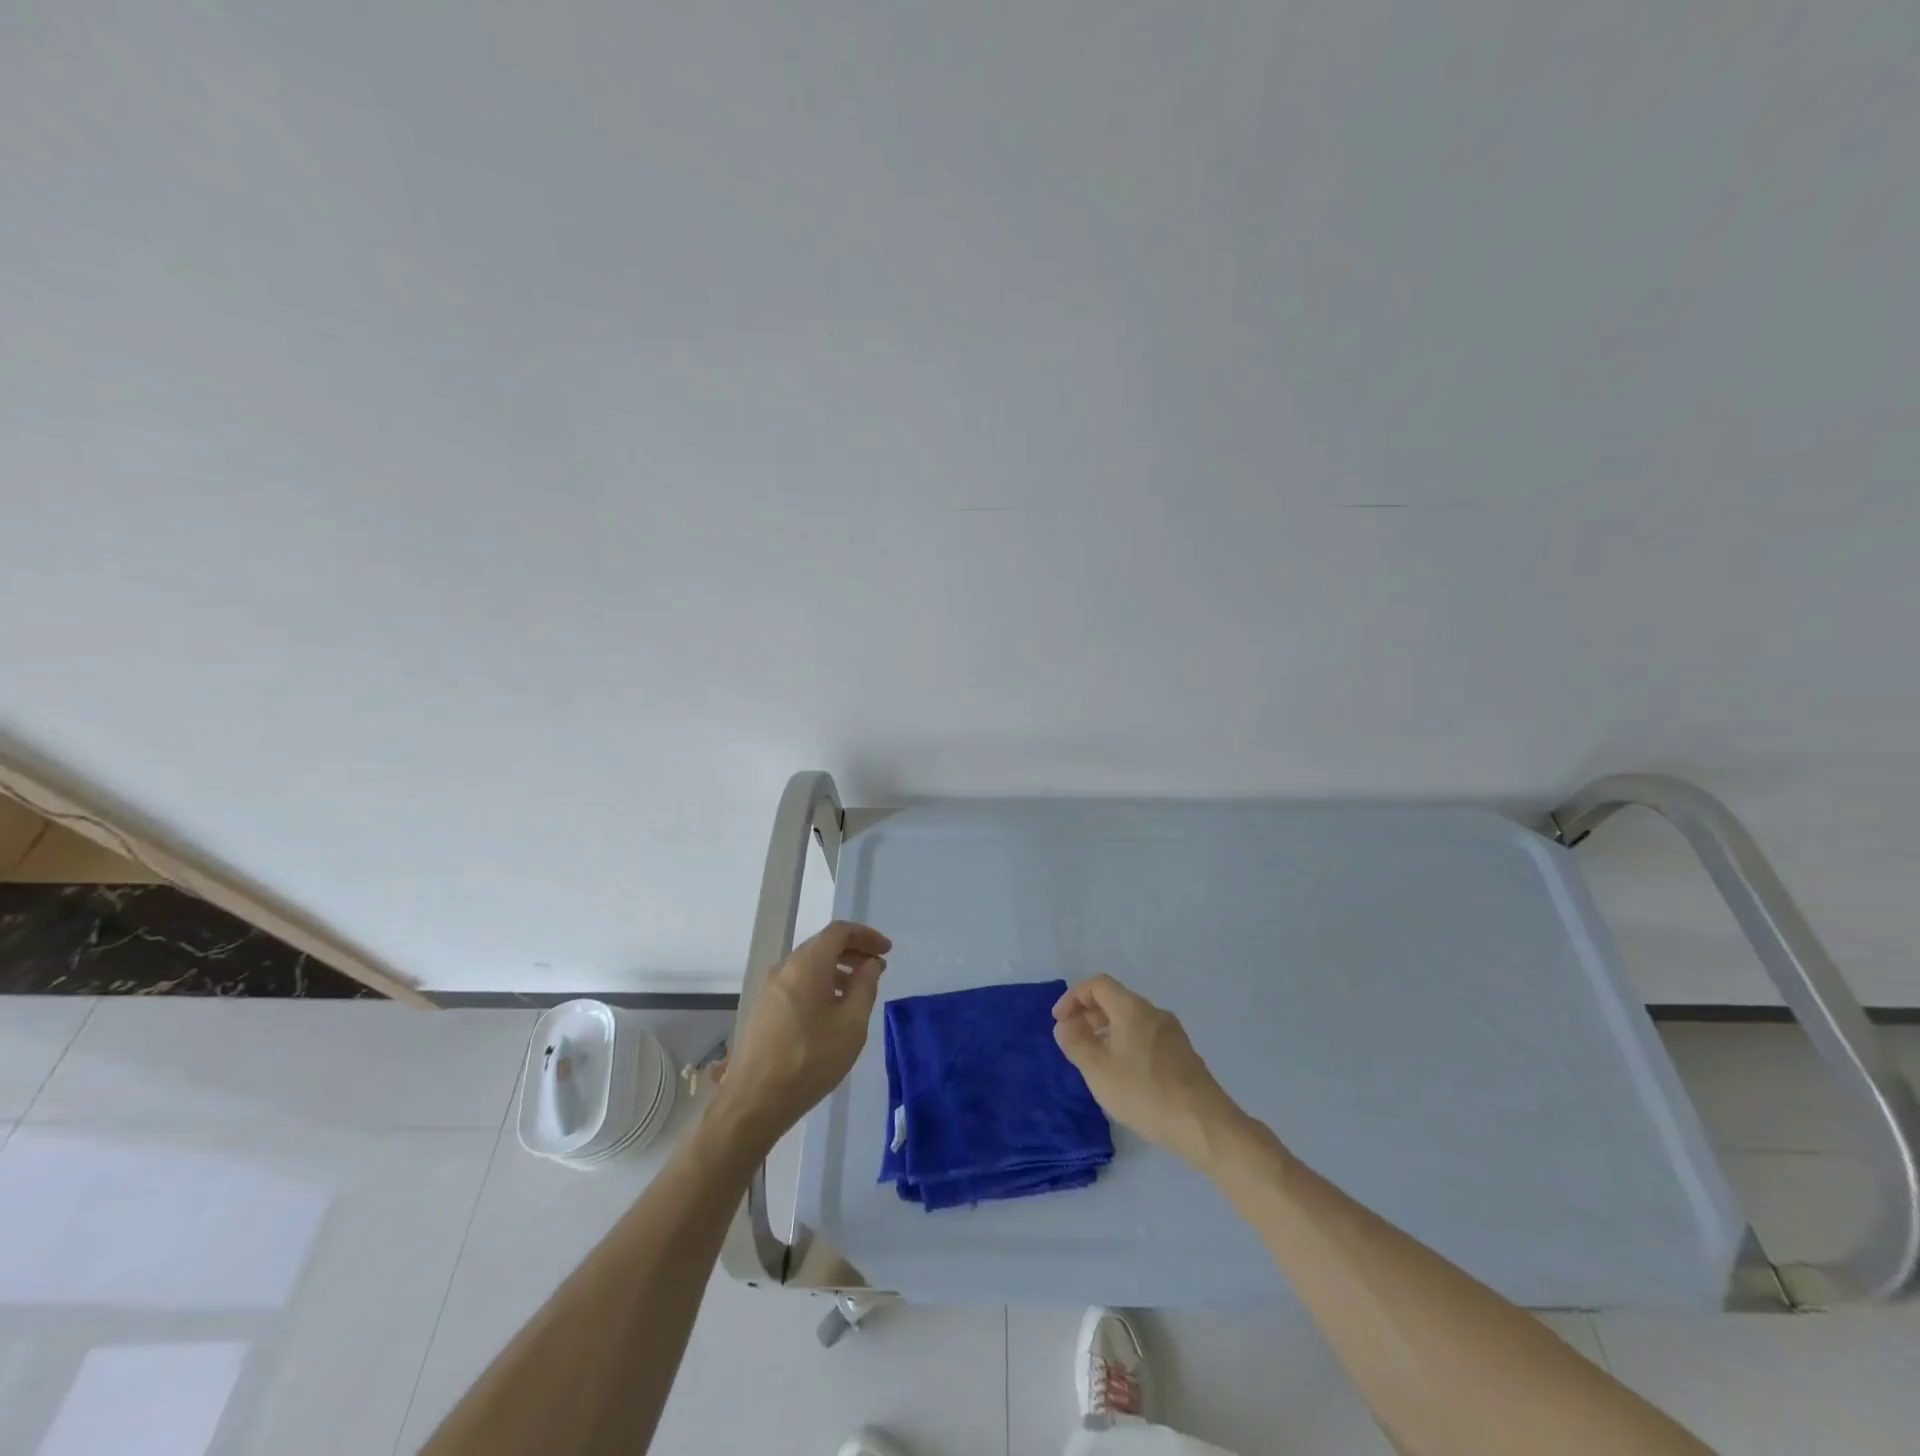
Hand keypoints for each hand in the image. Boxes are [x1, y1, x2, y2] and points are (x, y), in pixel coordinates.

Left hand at [715, 920, 890, 1150]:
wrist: (754, 1101)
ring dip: (837, 969)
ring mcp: (770, 988)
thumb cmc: (811, 1058)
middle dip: (853, 951)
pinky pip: (798, 983)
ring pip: (809, 965)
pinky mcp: (764, 1009)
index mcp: (807, 963)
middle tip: (877, 968)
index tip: (887, 950)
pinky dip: (820, 984)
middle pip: (823, 945)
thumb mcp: (851, 1023)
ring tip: (859, 991)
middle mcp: (785, 967)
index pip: (839, 931)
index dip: (866, 935)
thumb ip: (865, 986)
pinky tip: (832, 1010)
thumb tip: (871, 964)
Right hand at [1052, 974, 1245, 1168]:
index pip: (1097, 984)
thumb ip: (1075, 1043)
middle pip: (1115, 1000)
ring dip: (1107, 1031)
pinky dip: (1126, 1043)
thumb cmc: (1144, 1092)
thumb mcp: (1098, 1070)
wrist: (1203, 1124)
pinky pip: (1146, 1036)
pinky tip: (1123, 1074)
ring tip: (1095, 1059)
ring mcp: (1172, 1033)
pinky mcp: (1182, 1054)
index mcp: (1132, 1008)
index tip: (1060, 1021)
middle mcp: (1154, 1012)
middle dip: (1088, 1015)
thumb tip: (1065, 1025)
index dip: (1074, 997)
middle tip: (1073, 1041)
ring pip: (1131, 1020)